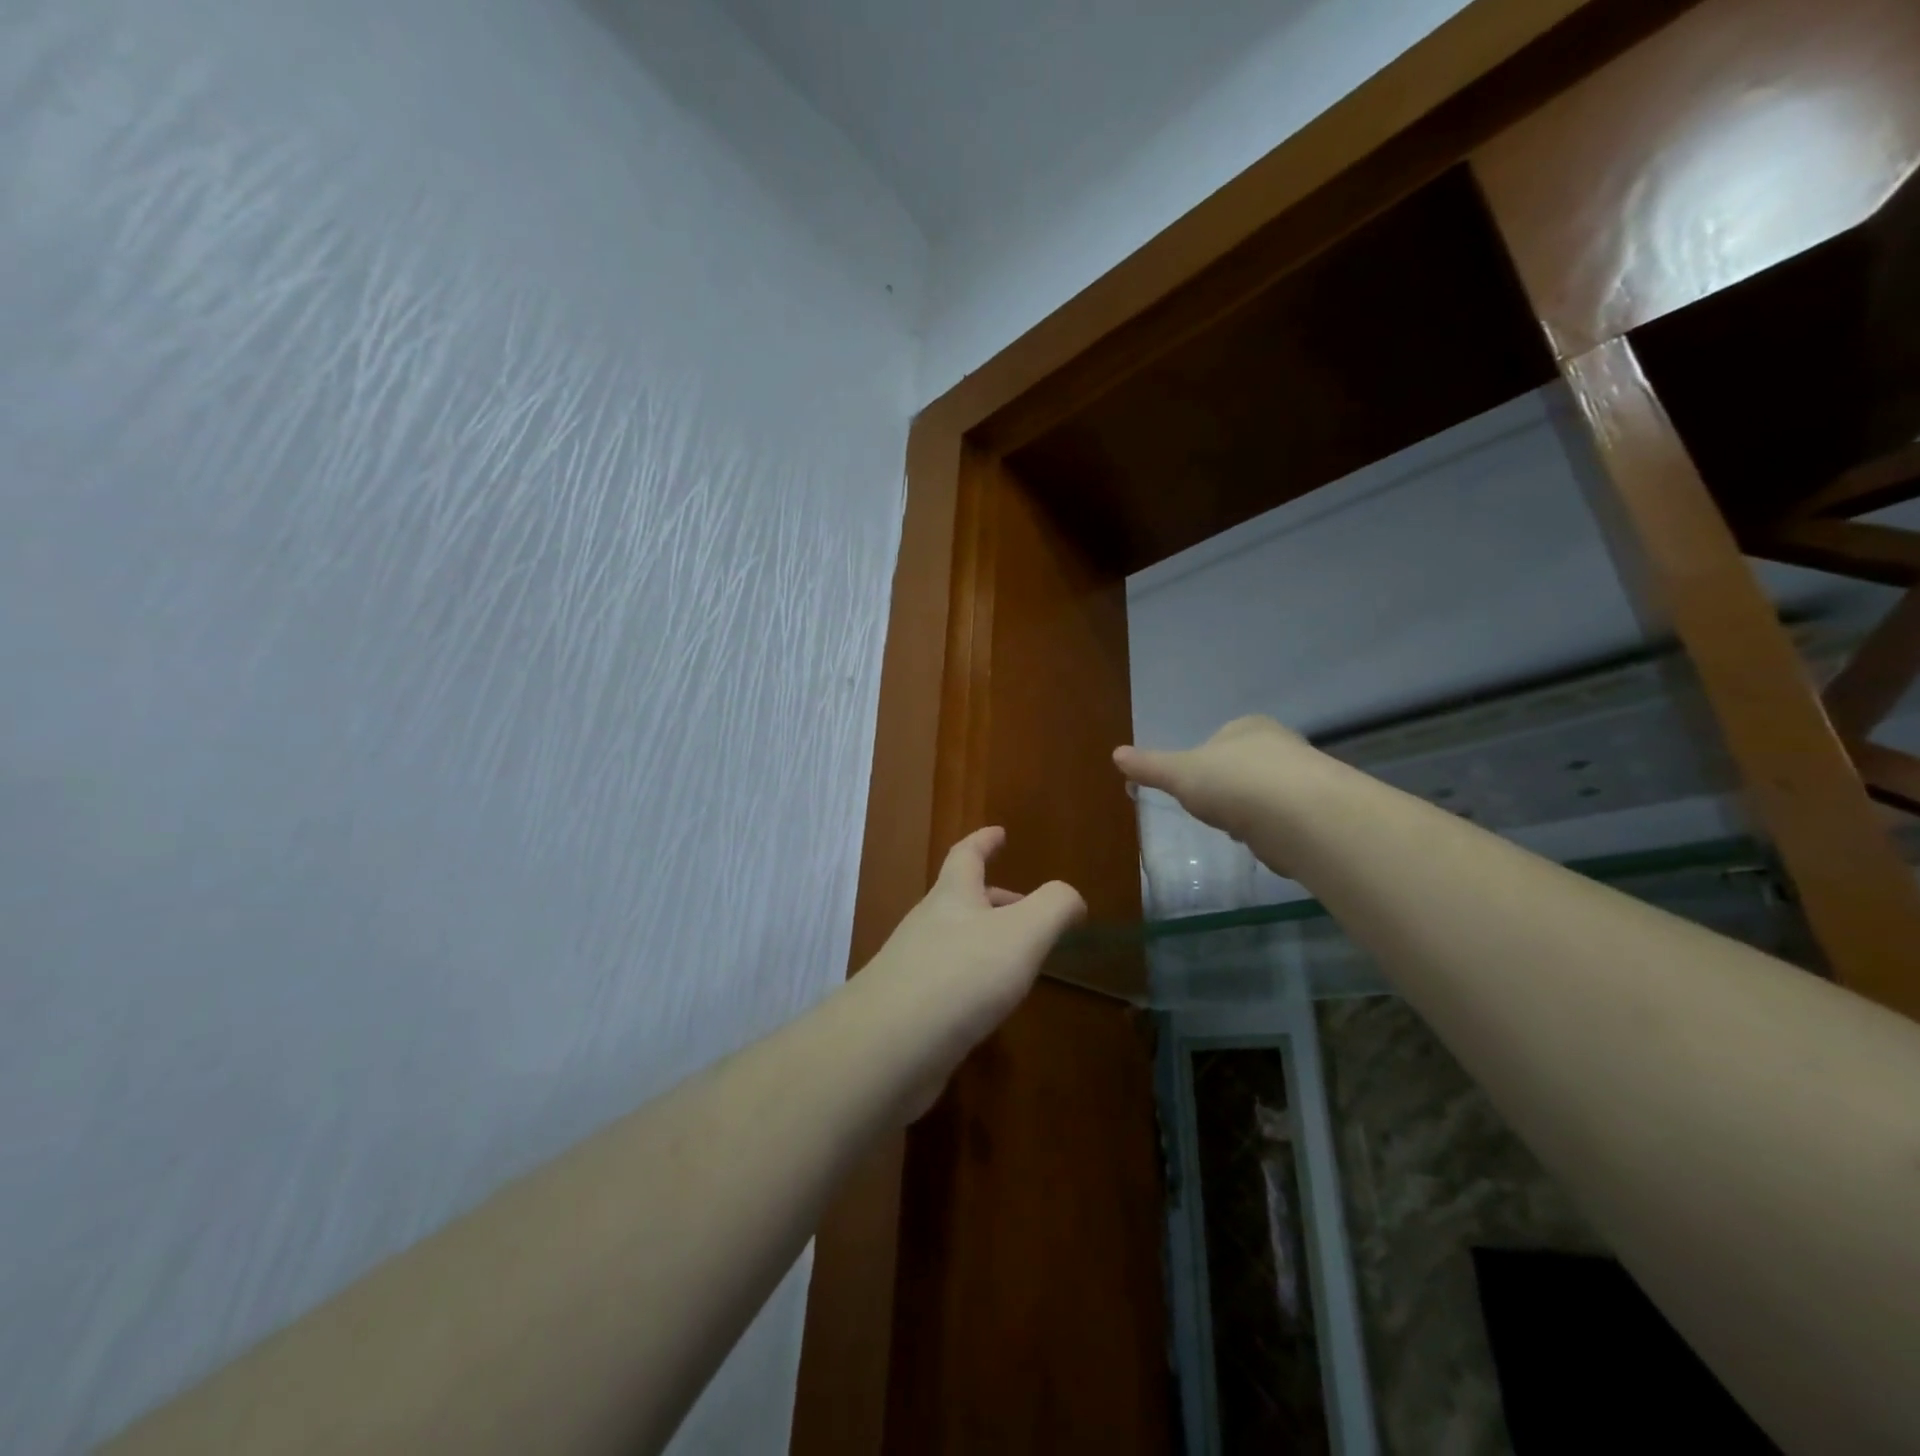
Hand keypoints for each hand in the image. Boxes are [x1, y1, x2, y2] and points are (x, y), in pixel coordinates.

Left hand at [855, 827, 1084, 1120]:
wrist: (888, 1047)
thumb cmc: (961, 976)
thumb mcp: (1022, 934)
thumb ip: (1054, 907)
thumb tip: (1071, 898)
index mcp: (952, 896)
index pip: (967, 855)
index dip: (984, 840)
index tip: (999, 832)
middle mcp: (928, 924)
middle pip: (962, 899)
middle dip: (995, 898)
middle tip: (1026, 908)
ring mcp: (912, 966)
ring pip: (955, 941)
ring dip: (985, 941)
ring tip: (1017, 961)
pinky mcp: (908, 1008)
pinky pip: (946, 981)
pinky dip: (972, 981)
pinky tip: (987, 1006)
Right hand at [1112, 715, 1316, 839]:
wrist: (1301, 816)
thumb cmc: (1234, 783)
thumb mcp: (1180, 774)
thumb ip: (1150, 766)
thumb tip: (1115, 754)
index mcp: (1247, 726)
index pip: (1218, 740)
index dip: (1201, 766)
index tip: (1194, 790)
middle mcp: (1281, 744)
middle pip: (1242, 769)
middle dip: (1227, 792)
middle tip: (1216, 811)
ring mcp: (1305, 777)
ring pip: (1264, 796)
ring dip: (1250, 814)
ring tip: (1241, 830)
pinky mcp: (1320, 812)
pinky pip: (1285, 821)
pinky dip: (1272, 833)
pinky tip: (1266, 843)